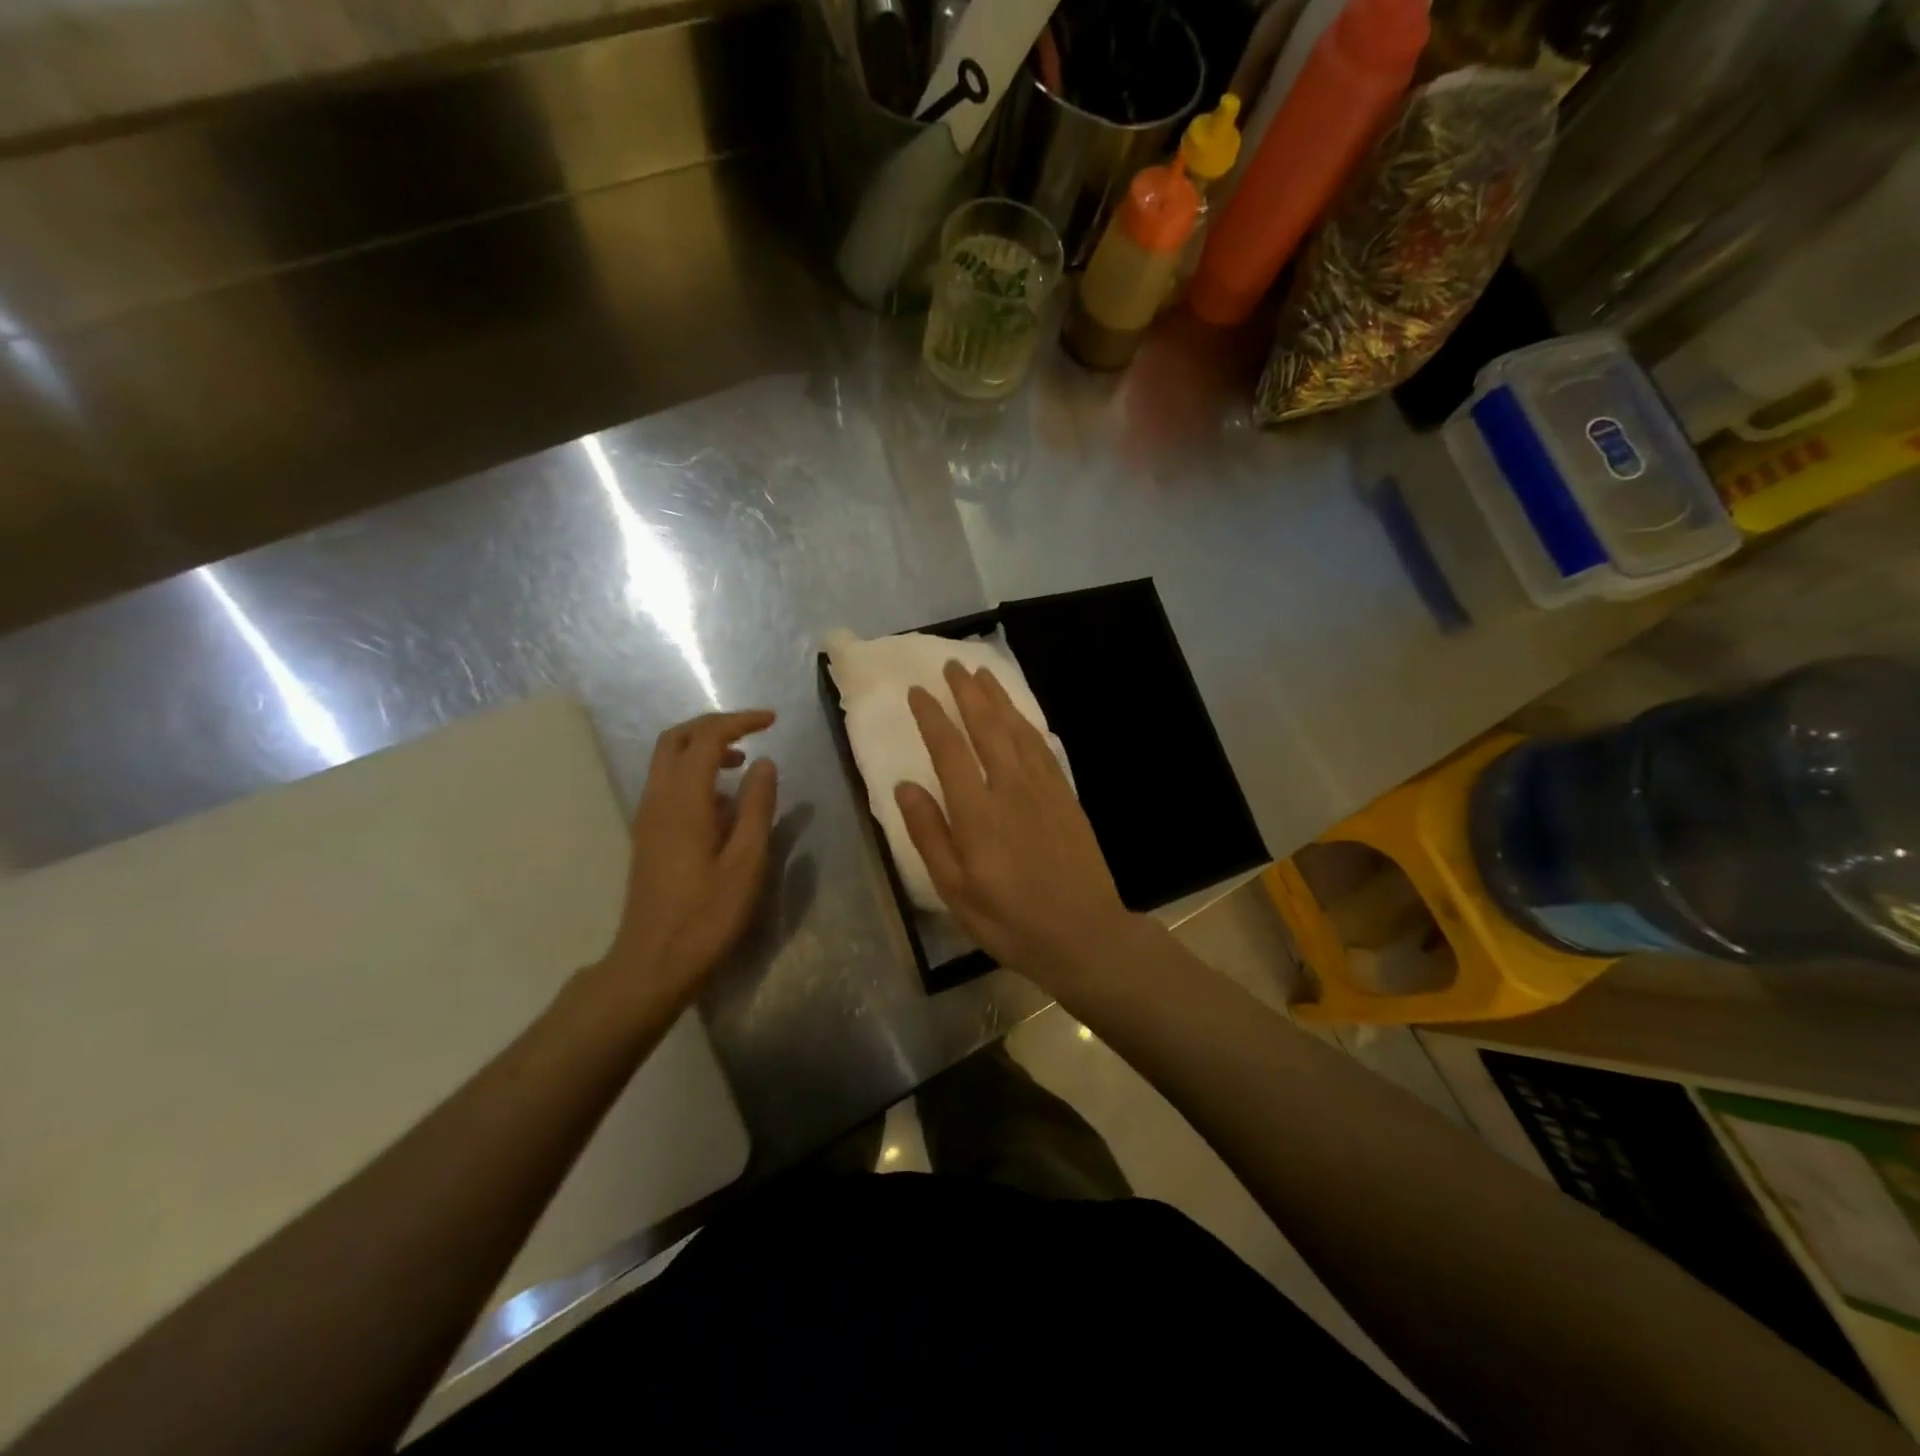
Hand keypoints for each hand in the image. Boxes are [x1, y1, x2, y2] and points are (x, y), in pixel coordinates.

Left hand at [593, 710, 778, 1011]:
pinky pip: (668, 785)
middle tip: (752, 730)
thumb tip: (764, 763)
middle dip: (714, 726)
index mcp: (683, 801)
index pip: (707, 738)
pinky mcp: (648, 835)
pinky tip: (723, 802)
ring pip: (667, 760)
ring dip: (703, 749)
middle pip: (676, 739)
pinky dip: (695, 773)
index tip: (772, 721)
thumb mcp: (746, 861)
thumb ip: (756, 806)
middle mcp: (658, 799)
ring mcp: (648, 817)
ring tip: (743, 764)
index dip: (739, 721)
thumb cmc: (708, 914)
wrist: (654, 961)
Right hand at [894, 662, 1134, 989]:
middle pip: (986, 727)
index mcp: (977, 813)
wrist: (1083, 933)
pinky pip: (1042, 746)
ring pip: (1017, 729)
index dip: (931, 717)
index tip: (917, 691)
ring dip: (998, 698)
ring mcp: (1043, 788)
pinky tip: (1019, 715)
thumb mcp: (955, 889)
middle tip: (951, 665)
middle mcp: (1010, 788)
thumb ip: (929, 834)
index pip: (949, 750)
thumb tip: (905, 785)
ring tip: (982, 674)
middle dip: (967, 693)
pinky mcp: (1065, 795)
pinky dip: (1027, 722)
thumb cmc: (1009, 920)